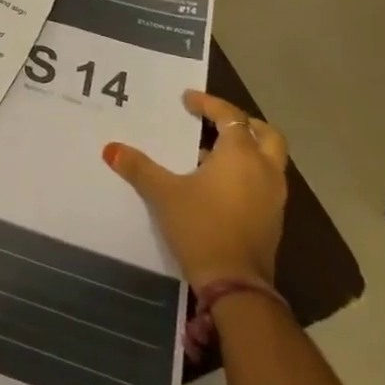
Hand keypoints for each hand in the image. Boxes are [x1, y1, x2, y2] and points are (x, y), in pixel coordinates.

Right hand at [105, 90, 288, 289]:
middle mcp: (264, 170)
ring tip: (211, 152)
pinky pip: (264, 181)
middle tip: (215, 121)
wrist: (236, 285)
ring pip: (269, 159)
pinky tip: (218, 184)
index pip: (230, 116)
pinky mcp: (273, 219)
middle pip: (265, 134)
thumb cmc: (201, 226)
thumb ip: (139, 167)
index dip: (209, 103)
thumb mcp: (163, 194)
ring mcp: (274, 197)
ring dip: (247, 149)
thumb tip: (111, 149)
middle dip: (242, 123)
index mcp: (241, 155)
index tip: (187, 100)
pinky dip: (247, 172)